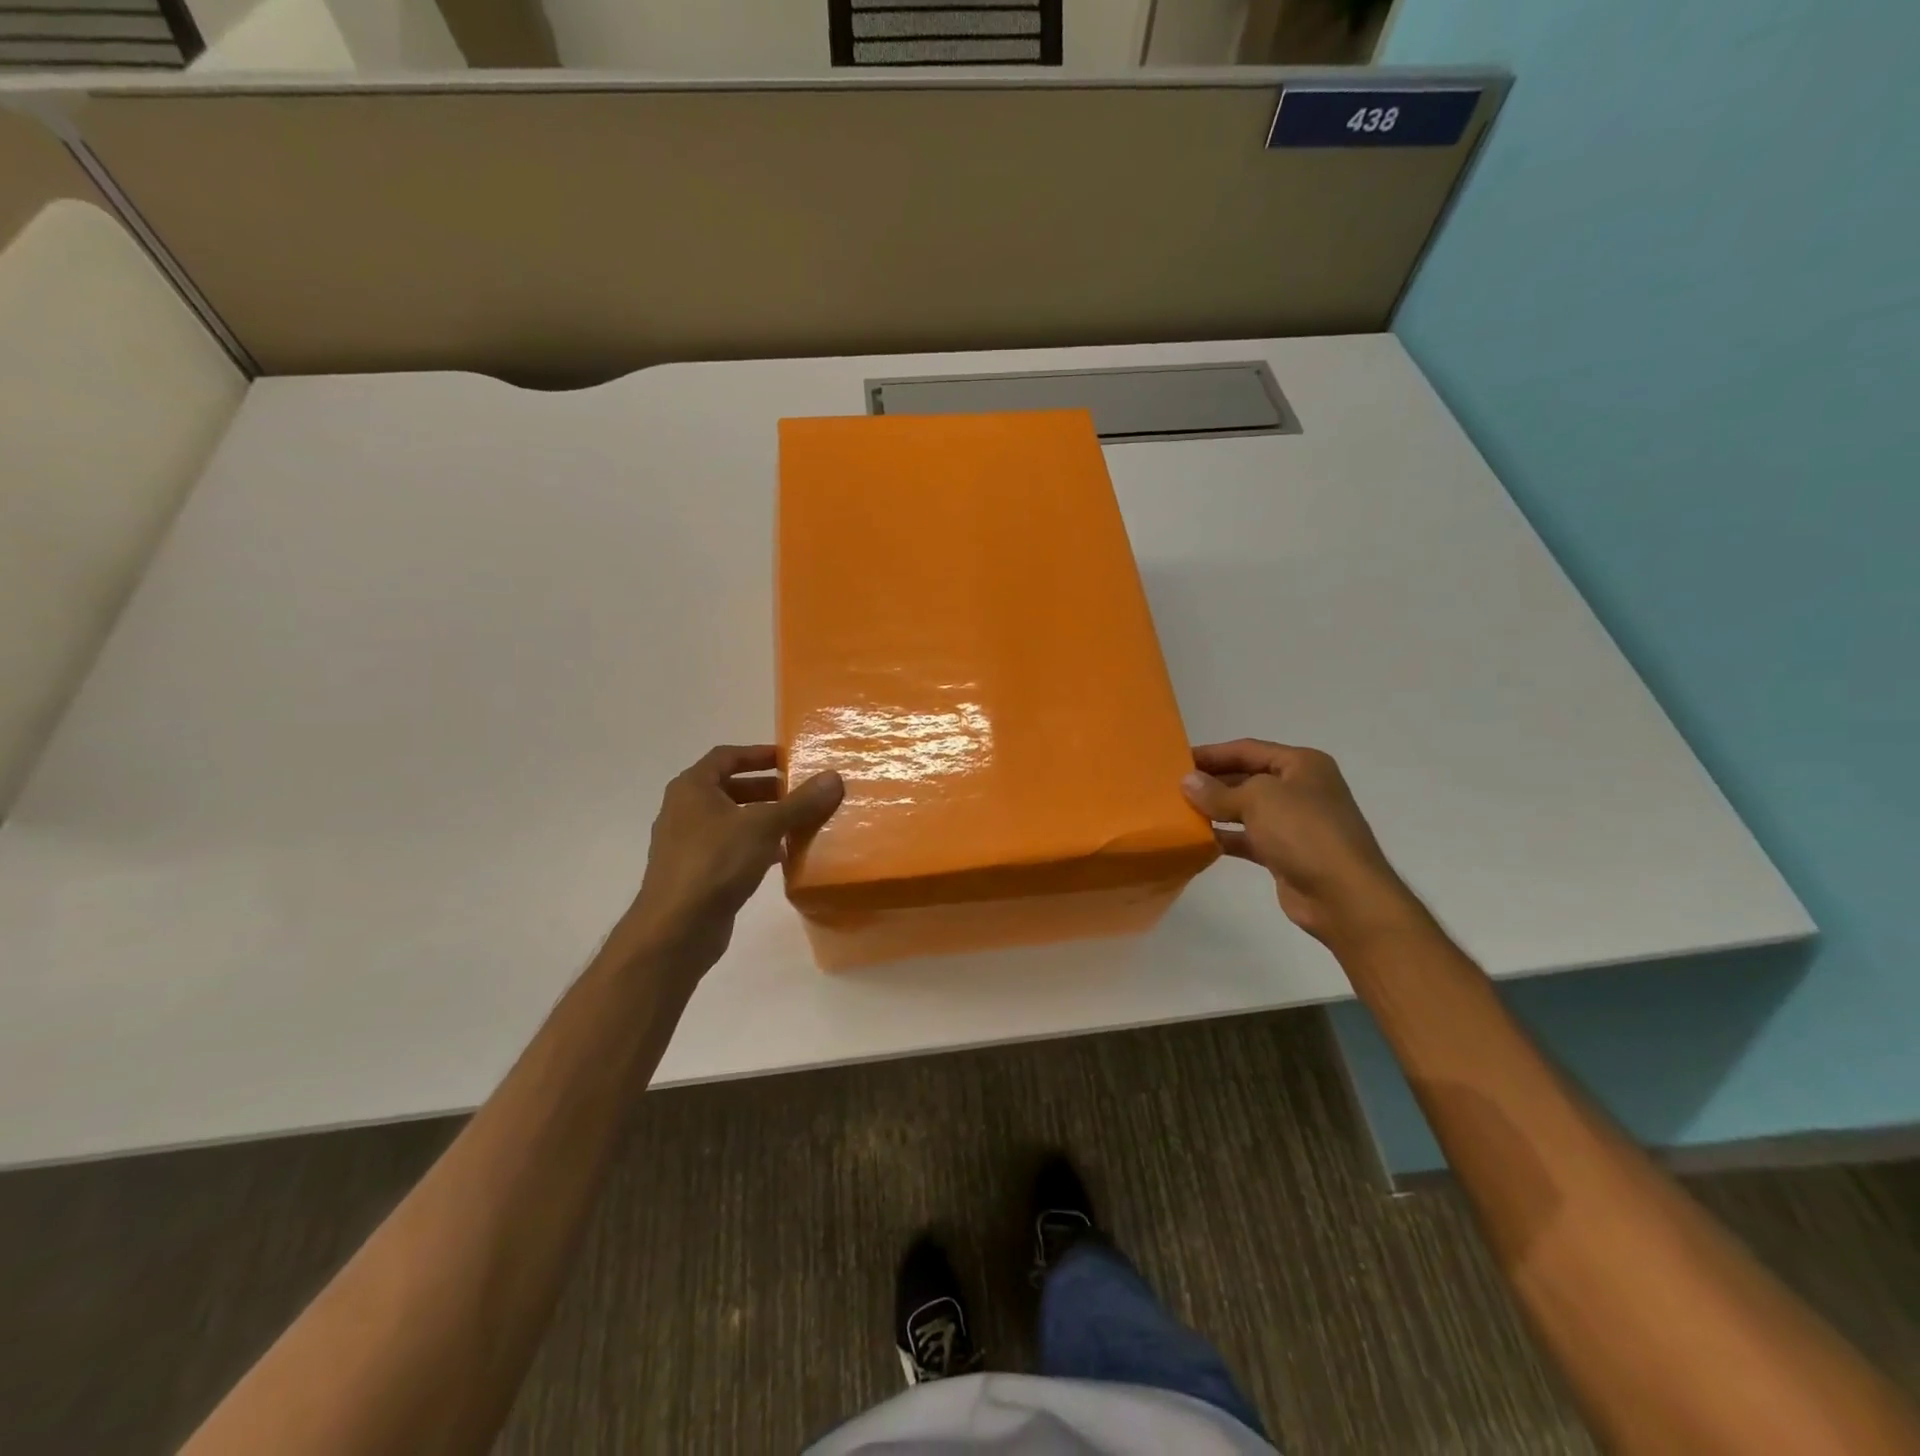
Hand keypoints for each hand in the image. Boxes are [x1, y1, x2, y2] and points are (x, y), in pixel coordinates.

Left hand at [624, 745, 843, 971]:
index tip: (790, 759)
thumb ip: (800, 802)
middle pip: (730, 788)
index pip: (726, 756)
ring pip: (732, 820)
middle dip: (766, 789)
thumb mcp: (764, 826)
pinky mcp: (696, 872)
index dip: (758, 754)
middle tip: (800, 793)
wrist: (676, 928)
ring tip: (799, 823)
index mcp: (692, 788)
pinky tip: (782, 857)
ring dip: (764, 819)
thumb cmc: (716, 862)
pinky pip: (730, 848)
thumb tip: (834, 777)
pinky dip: (755, 846)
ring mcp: (687, 843)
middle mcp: (684, 810)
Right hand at [1181, 739, 1420, 945]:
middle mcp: (1300, 788)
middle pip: (1246, 777)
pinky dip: (1226, 837)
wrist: (1343, 896)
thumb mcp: (1257, 800)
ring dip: (1215, 810)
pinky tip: (1198, 840)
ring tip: (1178, 812)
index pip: (1247, 749)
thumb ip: (1218, 791)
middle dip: (1211, 782)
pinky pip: (1249, 838)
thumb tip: (1187, 782)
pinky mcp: (1286, 854)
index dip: (1212, 753)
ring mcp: (1295, 823)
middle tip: (1172, 788)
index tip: (1175, 761)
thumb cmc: (1304, 832)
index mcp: (1301, 764)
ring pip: (1246, 809)